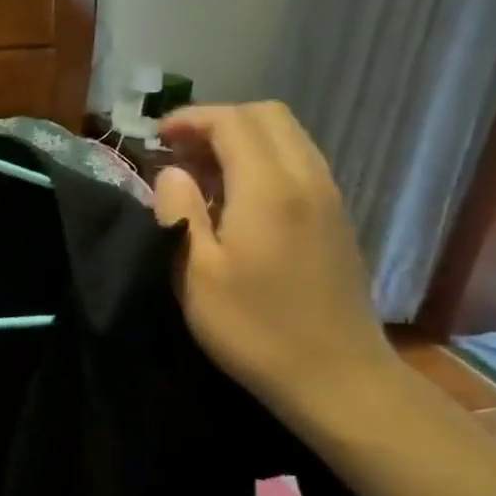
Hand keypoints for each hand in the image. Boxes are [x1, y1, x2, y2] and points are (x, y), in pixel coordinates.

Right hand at [152, 102, 396, 429]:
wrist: (338, 378)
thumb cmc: (255, 328)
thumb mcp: (195, 273)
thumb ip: (178, 211)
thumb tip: (172, 173)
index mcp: (270, 188)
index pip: (233, 121)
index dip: (191, 119)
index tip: (157, 137)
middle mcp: (307, 179)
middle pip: (267, 116)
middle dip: (218, 121)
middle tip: (179, 150)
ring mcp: (329, 198)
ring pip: (287, 138)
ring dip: (242, 140)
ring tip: (202, 172)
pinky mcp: (336, 219)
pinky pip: (299, 163)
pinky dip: (263, 161)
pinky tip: (236, 199)